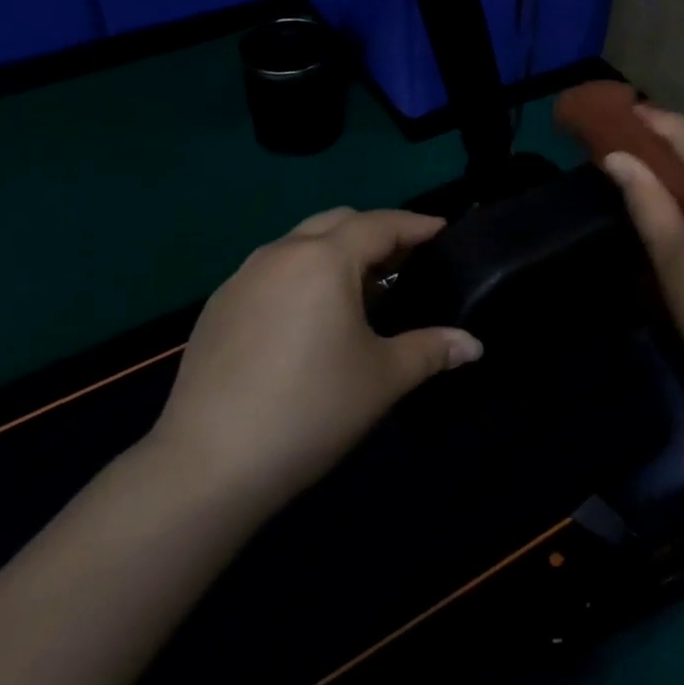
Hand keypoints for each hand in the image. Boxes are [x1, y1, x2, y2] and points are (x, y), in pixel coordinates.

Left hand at [143, 208, 482, 511]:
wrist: (210, 462)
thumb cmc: (311, 409)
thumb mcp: (382, 378)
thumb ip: (432, 350)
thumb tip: (473, 345)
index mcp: (324, 259)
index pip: (379, 224)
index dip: (415, 225)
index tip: (442, 230)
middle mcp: (280, 253)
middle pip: (337, 221)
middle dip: (375, 232)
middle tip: (405, 261)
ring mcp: (242, 277)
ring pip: (300, 244)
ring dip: (336, 252)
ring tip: (362, 290)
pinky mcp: (218, 306)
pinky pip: (272, 271)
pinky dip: (303, 276)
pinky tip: (310, 318)